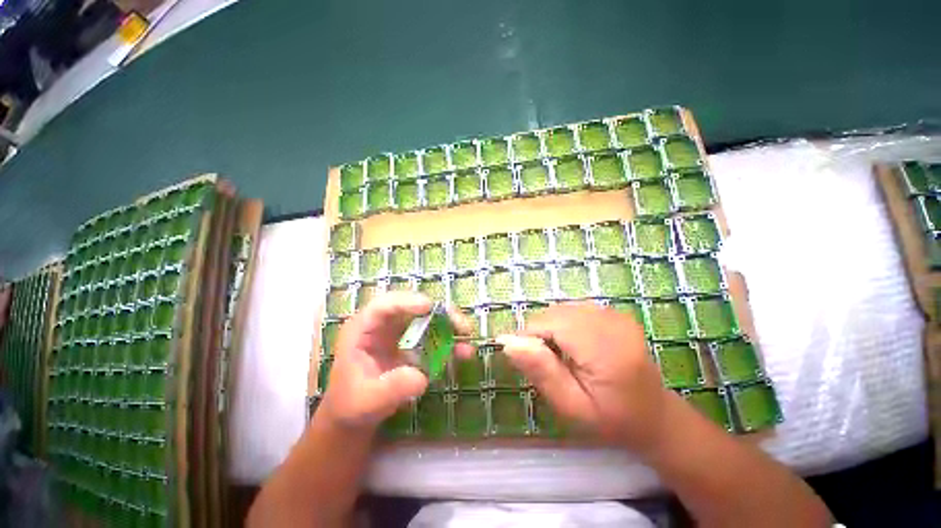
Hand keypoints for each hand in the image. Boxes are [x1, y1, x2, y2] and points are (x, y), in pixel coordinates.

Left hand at [319, 292, 473, 430]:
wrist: (357, 413)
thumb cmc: (353, 404)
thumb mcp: (367, 401)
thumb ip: (391, 389)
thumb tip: (421, 377)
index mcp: (364, 329)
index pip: (384, 306)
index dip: (406, 301)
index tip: (428, 306)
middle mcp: (385, 324)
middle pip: (414, 307)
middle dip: (440, 312)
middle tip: (460, 325)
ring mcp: (401, 332)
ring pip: (429, 317)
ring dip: (450, 325)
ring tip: (467, 338)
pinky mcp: (414, 343)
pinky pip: (435, 335)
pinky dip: (450, 341)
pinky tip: (463, 352)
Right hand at [497, 302, 669, 451]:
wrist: (654, 415)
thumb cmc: (612, 419)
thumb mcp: (571, 406)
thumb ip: (541, 371)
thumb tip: (507, 341)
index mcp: (604, 347)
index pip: (548, 323)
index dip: (530, 338)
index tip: (529, 362)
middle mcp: (611, 321)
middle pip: (554, 313)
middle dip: (541, 334)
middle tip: (549, 364)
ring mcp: (614, 313)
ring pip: (561, 309)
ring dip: (552, 329)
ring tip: (562, 355)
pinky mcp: (614, 312)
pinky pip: (573, 309)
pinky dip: (564, 324)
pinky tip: (573, 344)